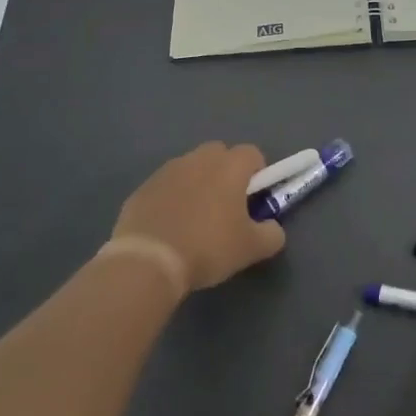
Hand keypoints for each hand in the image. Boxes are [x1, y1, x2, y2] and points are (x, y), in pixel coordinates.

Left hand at [112, 142, 285, 291]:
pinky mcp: (142, 188)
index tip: (254, 200)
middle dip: (226, 173)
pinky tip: (170, 228)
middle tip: (226, 207)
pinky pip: (166, 186)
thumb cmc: (207, 248)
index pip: (252, 153)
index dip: (258, 174)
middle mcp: (199, 159)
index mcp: (230, 166)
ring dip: (197, 184)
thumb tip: (272, 228)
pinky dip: (171, 199)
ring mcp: (167, 171)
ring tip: (195, 220)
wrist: (147, 262)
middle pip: (219, 154)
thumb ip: (272, 234)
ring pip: (190, 168)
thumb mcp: (252, 248)